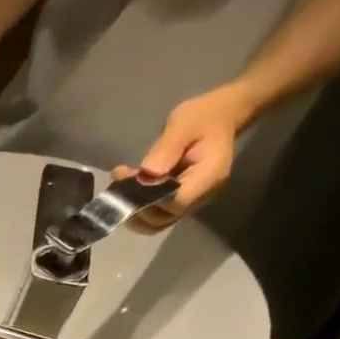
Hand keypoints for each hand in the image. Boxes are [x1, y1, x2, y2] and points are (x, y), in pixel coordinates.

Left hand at [113, 83, 255, 232]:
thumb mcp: (184, 123)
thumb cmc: (204, 116)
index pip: (174, 203)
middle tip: (120, 180)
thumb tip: (148, 173)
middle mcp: (201, 196)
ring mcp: (191, 202)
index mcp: (208, 177)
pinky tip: (128, 185)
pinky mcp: (179, 201)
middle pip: (162, 219)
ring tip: (120, 183)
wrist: (220, 116)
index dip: (148, 198)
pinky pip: (156, 213)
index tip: (129, 179)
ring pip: (155, 222)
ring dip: (132, 209)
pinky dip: (138, 206)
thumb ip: (167, 148)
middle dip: (135, 206)